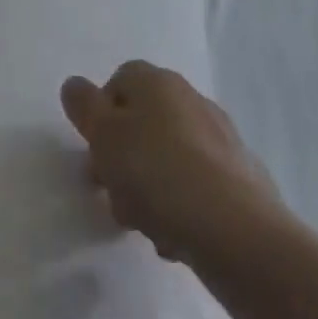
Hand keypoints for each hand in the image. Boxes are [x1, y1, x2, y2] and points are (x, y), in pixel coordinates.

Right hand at [61, 60, 283, 265]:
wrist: (235, 229)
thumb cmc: (155, 171)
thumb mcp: (102, 134)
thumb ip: (83, 105)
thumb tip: (75, 86)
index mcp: (157, 81)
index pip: (119, 81)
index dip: (101, 115)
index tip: (96, 150)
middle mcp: (191, 98)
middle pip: (144, 122)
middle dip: (124, 157)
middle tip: (113, 192)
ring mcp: (221, 138)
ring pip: (169, 157)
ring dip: (151, 187)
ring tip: (145, 224)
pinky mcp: (242, 178)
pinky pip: (198, 186)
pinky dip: (182, 205)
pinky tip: (175, 236)